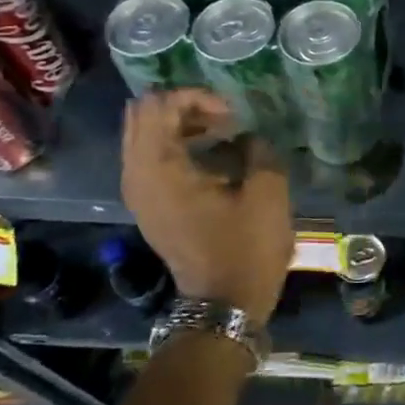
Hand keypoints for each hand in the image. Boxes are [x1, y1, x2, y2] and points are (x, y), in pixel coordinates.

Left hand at [121, 90, 294, 318]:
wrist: (223, 306)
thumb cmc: (246, 249)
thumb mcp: (267, 193)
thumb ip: (258, 150)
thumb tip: (248, 138)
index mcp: (159, 169)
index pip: (159, 105)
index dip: (198, 98)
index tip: (232, 116)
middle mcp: (137, 176)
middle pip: (143, 114)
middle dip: (183, 106)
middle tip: (223, 118)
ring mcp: (140, 192)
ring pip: (146, 135)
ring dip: (181, 125)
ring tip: (222, 132)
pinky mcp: (150, 205)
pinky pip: (152, 156)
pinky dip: (178, 145)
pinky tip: (213, 154)